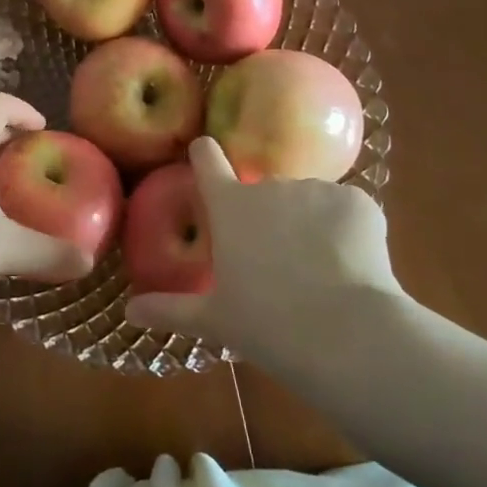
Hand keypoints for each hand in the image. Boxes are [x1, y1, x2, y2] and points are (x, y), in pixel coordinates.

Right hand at [125, 137, 402, 367]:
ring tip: (322, 273)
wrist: (345, 334)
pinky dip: (349, 232)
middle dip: (271, 217)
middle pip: (265, 191)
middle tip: (281, 263)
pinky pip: (347, 210)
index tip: (205, 151)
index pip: (207, 161)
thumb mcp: (214, 320)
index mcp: (229, 207)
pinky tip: (354, 267)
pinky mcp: (357, 201)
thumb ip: (170, 309)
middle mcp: (269, 186)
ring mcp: (315, 189)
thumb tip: (129, 310)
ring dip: (312, 226)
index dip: (206, 155)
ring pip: (309, 203)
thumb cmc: (267, 325)